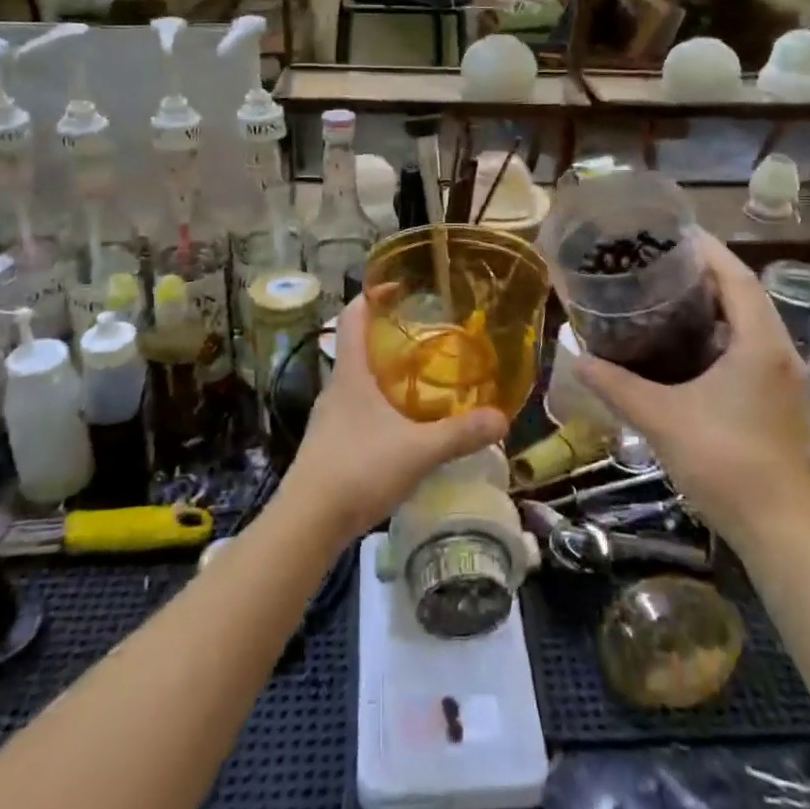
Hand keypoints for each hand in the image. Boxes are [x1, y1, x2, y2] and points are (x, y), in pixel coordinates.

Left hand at [279, 296, 508, 545]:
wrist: (308, 522)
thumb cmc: (359, 469)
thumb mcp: (418, 451)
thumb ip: (460, 434)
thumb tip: (502, 418)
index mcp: (351, 374)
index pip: (353, 317)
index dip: (372, 295)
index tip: (398, 286)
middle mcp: (336, 388)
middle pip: (357, 347)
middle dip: (388, 337)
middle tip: (426, 337)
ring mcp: (329, 418)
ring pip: (358, 382)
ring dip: (384, 374)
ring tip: (421, 380)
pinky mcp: (328, 445)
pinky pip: (357, 411)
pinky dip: (379, 406)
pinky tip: (402, 427)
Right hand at [576, 231, 809, 547]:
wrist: (779, 530)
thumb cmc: (723, 462)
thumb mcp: (660, 419)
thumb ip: (616, 385)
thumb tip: (575, 357)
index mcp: (760, 344)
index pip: (736, 277)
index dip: (706, 250)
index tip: (671, 233)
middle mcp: (781, 352)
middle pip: (746, 294)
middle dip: (707, 273)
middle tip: (660, 263)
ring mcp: (787, 378)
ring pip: (753, 322)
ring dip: (718, 304)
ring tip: (670, 295)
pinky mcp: (783, 399)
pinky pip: (755, 347)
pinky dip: (725, 333)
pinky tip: (690, 346)